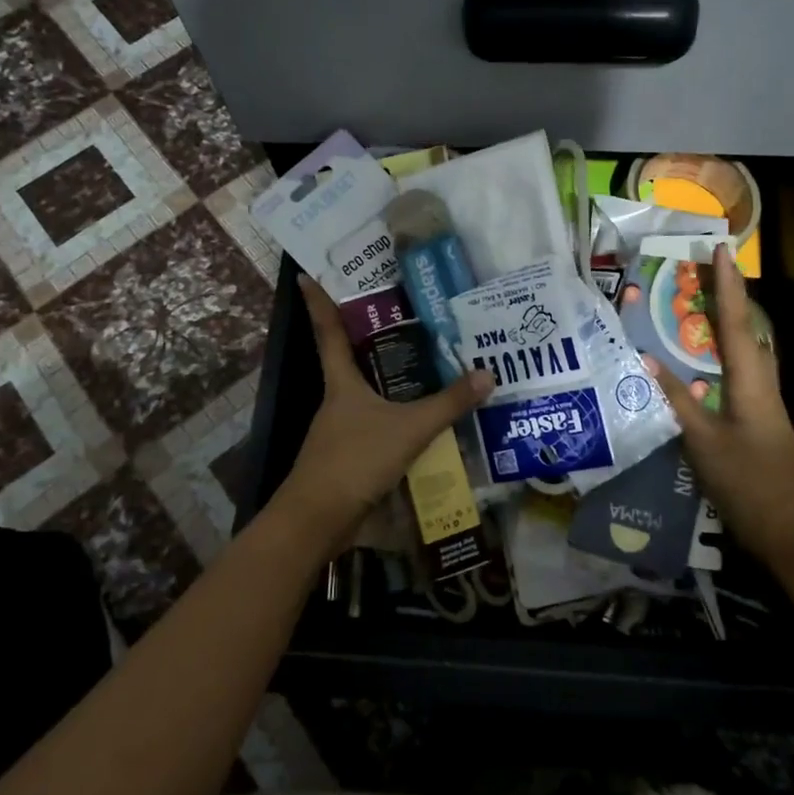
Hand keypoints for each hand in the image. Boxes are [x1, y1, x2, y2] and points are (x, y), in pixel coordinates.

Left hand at [271, 275, 493, 556]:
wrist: (319, 519)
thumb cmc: (356, 460)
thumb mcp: (409, 429)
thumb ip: (448, 404)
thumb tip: (487, 374)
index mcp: (342, 383)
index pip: (329, 332)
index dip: (319, 303)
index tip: (306, 275)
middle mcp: (337, 401)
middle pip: (351, 362)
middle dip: (371, 341)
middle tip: (401, 318)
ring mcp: (340, 430)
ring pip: (366, 397)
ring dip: (388, 383)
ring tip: (424, 368)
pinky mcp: (349, 457)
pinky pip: (376, 427)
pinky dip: (394, 419)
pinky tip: (419, 425)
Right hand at [643, 244, 793, 563]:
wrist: (790, 530)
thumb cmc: (747, 481)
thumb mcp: (703, 441)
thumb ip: (677, 399)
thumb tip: (646, 361)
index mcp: (750, 381)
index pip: (735, 321)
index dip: (726, 284)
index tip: (720, 248)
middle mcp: (760, 382)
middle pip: (742, 329)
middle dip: (724, 296)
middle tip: (699, 271)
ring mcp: (761, 402)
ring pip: (741, 350)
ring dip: (721, 324)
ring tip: (694, 306)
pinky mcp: (756, 419)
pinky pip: (735, 373)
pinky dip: (717, 355)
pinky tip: (698, 363)